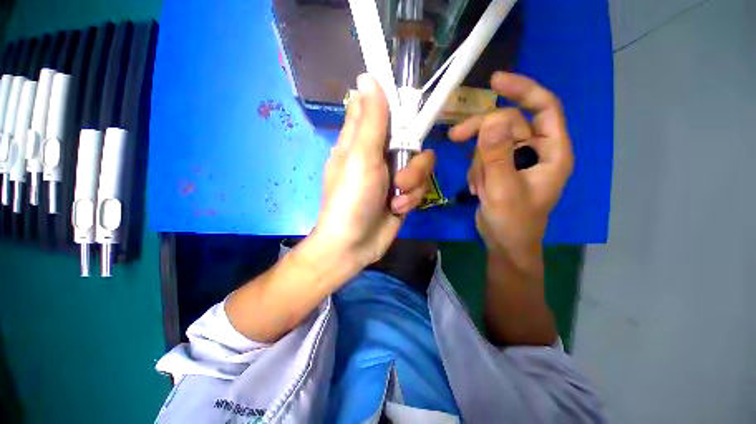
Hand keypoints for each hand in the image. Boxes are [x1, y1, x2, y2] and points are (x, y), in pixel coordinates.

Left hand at [313, 74, 435, 267]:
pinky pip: (419, 186)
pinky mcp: (403, 194)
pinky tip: (397, 209)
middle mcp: (378, 155)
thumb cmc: (351, 198)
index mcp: (362, 141)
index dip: (396, 105)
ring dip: (412, 183)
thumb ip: (371, 121)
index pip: (380, 110)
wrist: (354, 244)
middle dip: (412, 159)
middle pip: (410, 138)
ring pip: (420, 164)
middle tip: (399, 173)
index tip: (410, 111)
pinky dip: (411, 199)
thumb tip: (367, 77)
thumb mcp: (360, 157)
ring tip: (396, 200)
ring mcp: (393, 176)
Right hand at [449, 72, 572, 265]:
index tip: (495, 82)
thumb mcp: (502, 189)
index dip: (523, 89)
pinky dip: (476, 170)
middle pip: (507, 124)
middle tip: (454, 137)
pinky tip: (478, 189)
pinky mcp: (501, 168)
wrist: (504, 243)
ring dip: (478, 162)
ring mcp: (517, 160)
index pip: (544, 107)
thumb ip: (497, 155)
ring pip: (491, 142)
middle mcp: (536, 151)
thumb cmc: (512, 221)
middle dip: (481, 132)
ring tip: (479, 186)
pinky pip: (483, 156)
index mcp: (552, 152)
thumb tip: (491, 119)